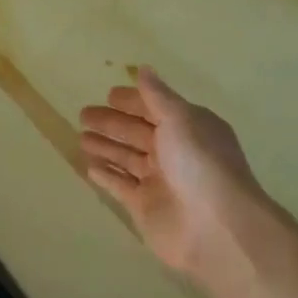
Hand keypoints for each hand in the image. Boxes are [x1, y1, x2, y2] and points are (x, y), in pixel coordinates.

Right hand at [78, 66, 274, 289]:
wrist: (216, 228)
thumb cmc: (200, 164)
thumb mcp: (181, 119)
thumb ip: (157, 96)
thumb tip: (143, 68)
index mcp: (188, 128)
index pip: (156, 108)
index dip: (133, 101)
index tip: (108, 94)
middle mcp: (175, 153)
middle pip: (137, 132)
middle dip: (111, 123)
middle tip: (82, 114)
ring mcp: (159, 181)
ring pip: (126, 158)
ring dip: (106, 147)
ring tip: (81, 138)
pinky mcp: (145, 207)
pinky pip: (120, 186)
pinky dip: (106, 176)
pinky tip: (89, 167)